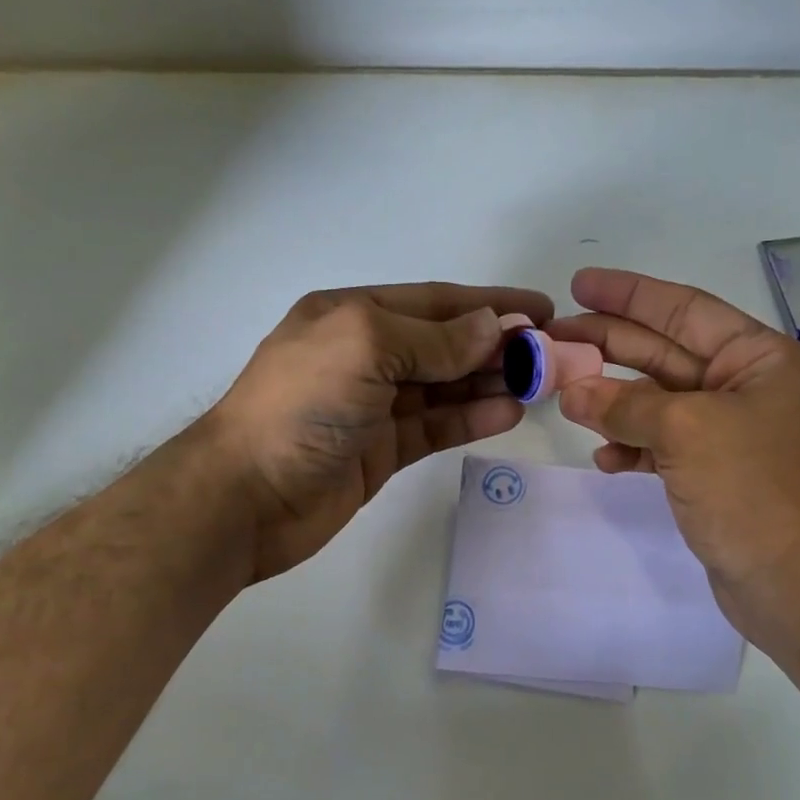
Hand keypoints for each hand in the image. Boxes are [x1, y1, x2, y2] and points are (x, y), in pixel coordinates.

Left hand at [208, 282, 551, 580]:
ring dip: (491, 382)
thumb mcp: (365, 346)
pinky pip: (435, 427)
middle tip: (553, 354)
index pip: (435, 302)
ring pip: (445, 387)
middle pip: (445, 345)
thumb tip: (493, 328)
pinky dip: (470, 418)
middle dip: (497, 346)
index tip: (542, 310)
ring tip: (542, 383)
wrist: (247, 496)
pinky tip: (509, 413)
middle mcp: (364, 355)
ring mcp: (373, 406)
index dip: (490, 304)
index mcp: (352, 315)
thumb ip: (433, 339)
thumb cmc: (301, 404)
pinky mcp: (381, 451)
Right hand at [548, 268, 799, 633]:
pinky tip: (605, 457)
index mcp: (759, 359)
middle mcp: (747, 387)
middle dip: (610, 345)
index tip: (580, 284)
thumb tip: (572, 391)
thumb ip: (624, 405)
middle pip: (665, 352)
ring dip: (613, 401)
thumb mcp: (685, 432)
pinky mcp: (714, 472)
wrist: (793, 583)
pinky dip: (632, 446)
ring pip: (658, 401)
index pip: (685, 309)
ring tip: (565, 397)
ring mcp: (730, 432)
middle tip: (555, 338)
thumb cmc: (752, 490)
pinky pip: (663, 444)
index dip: (630, 295)